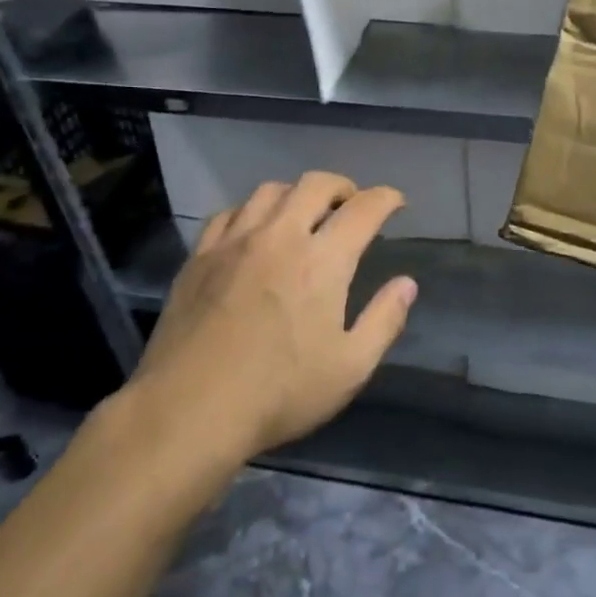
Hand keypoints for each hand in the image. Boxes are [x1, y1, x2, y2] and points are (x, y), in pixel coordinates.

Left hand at [129, 173, 415, 462]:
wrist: (188, 411)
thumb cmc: (279, 393)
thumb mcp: (350, 368)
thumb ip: (384, 320)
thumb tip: (407, 283)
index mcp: (322, 261)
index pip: (363, 209)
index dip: (386, 199)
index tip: (396, 202)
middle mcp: (280, 236)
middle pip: (315, 185)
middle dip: (343, 186)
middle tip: (352, 204)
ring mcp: (234, 242)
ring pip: (270, 191)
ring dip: (297, 194)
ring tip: (304, 214)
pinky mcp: (200, 256)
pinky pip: (230, 213)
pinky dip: (252, 211)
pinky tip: (254, 231)